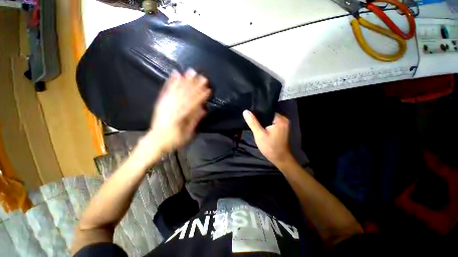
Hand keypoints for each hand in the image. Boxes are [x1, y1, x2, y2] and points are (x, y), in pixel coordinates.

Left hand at [133, 69, 210, 164]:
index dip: (202, 96)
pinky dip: (171, 82)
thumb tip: (204, 109)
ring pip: (177, 89)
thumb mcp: (187, 133)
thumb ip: (195, 120)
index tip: (209, 90)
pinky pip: (166, 90)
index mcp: (180, 116)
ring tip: (191, 71)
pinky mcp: (160, 102)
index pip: (193, 103)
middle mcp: (172, 107)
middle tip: (203, 77)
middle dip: (195, 85)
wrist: (155, 140)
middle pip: (186, 94)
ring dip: (185, 80)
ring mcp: (165, 103)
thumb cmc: (173, 139)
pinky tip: (175, 74)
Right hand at [243, 110, 293, 166]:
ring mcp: (283, 124)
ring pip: (269, 119)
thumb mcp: (259, 134)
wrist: (280, 159)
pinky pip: (271, 123)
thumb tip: (245, 111)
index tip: (249, 113)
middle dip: (259, 117)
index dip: (257, 112)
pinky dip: (265, 125)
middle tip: (250, 118)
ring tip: (253, 121)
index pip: (267, 110)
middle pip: (268, 114)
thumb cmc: (270, 147)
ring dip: (262, 121)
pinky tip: (259, 127)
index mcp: (280, 119)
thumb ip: (252, 122)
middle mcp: (283, 119)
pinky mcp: (281, 129)